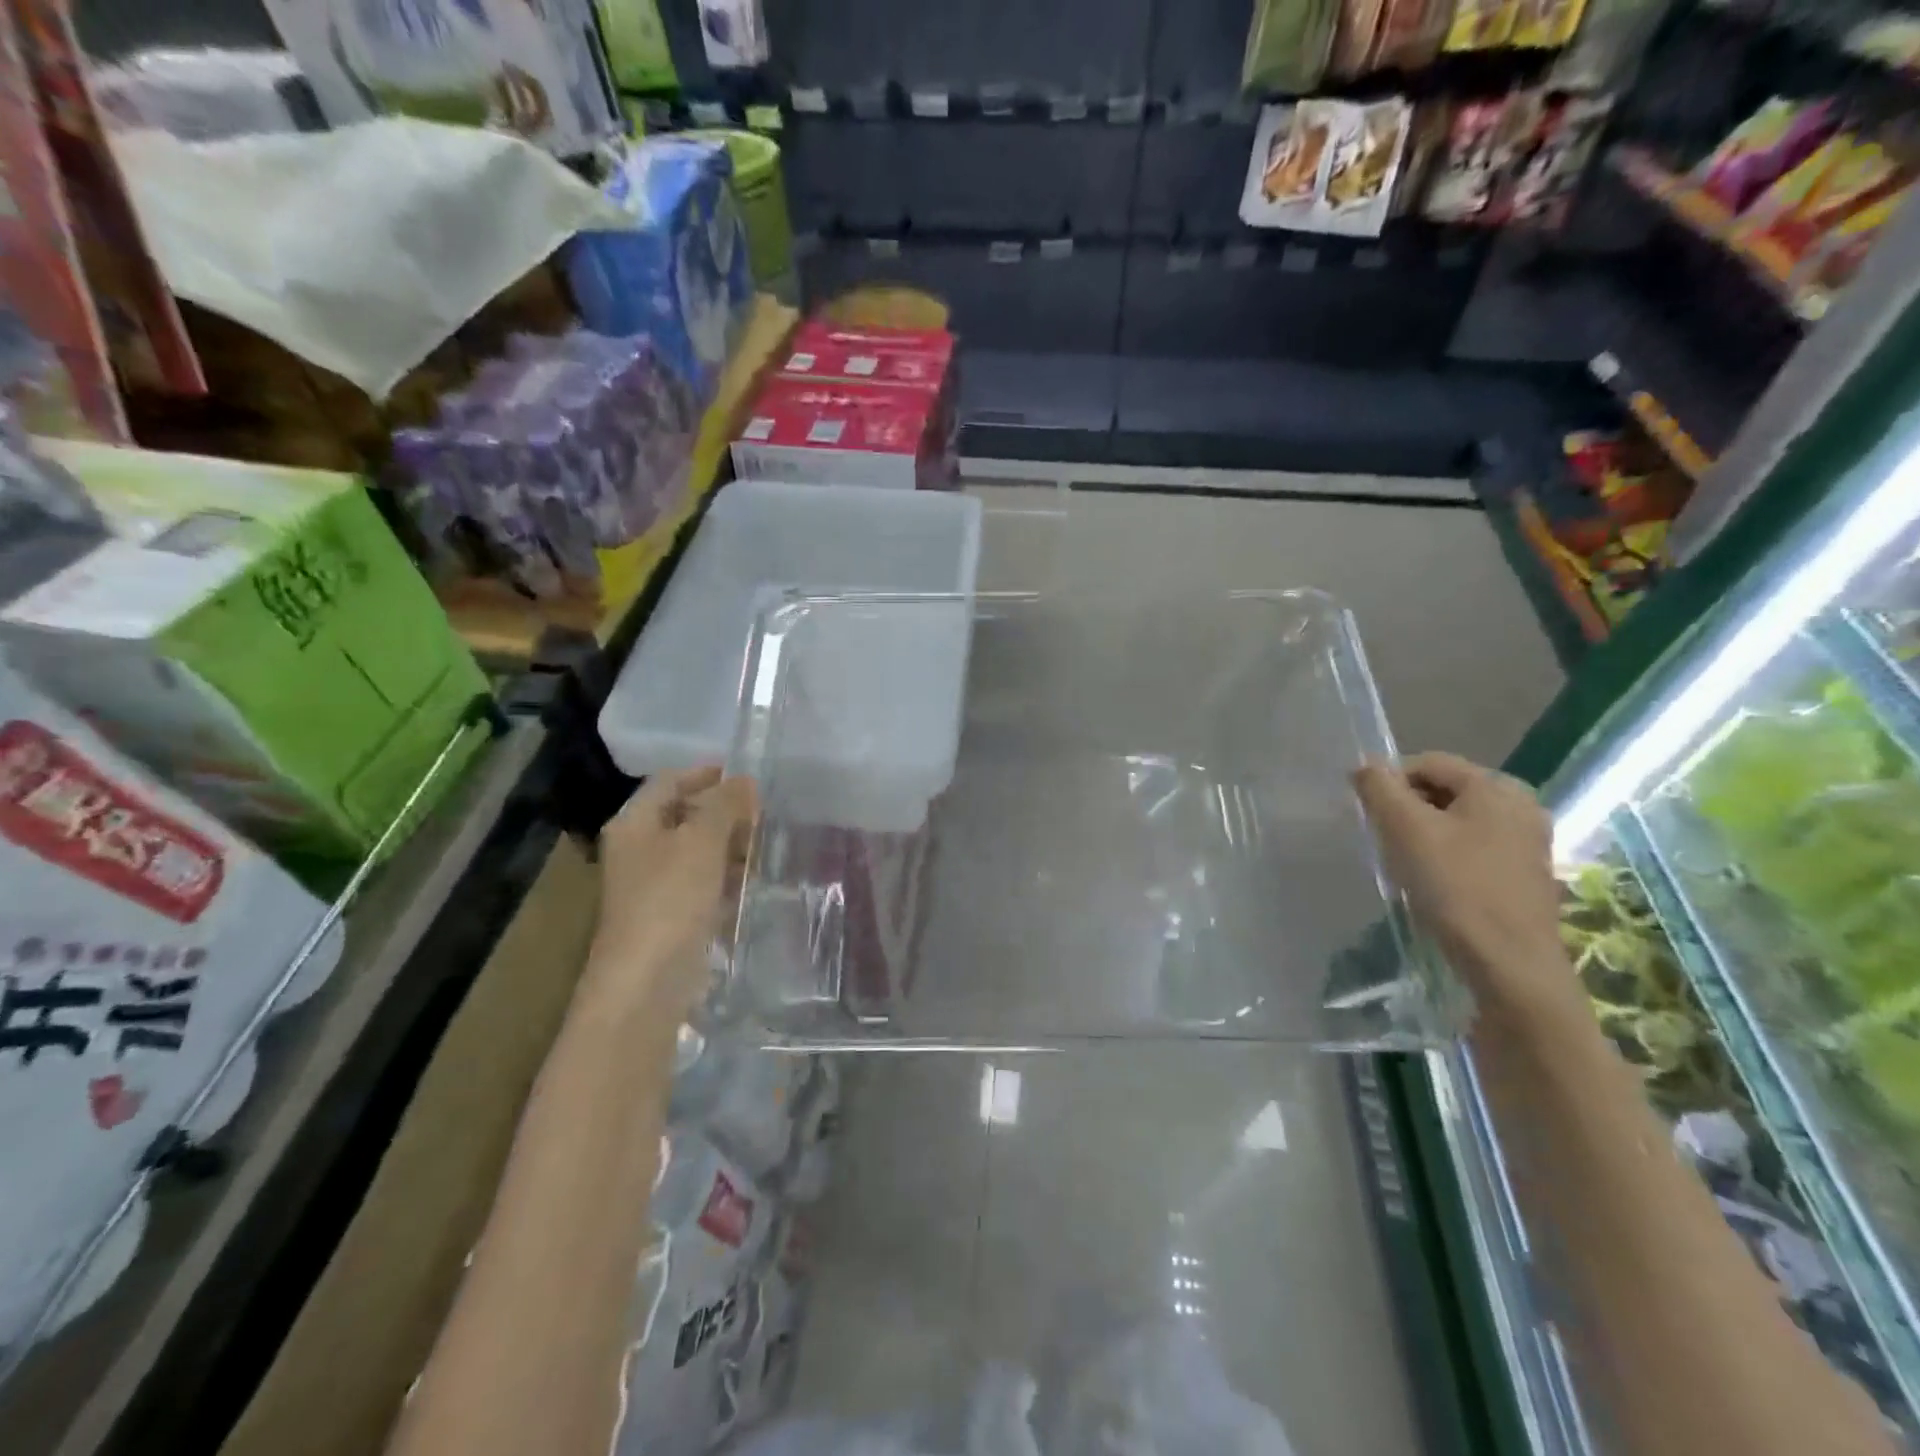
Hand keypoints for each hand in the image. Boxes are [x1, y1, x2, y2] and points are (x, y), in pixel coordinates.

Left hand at [582, 766, 756, 1027]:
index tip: (750, 778)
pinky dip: (727, 877)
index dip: (709, 773)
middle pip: (685, 815)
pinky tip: (754, 881)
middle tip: (766, 815)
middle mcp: (639, 849)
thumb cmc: (670, 899)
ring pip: (697, 851)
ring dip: (730, 845)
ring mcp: (654, 885)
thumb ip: (725, 804)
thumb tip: (744, 780)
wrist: (647, 983)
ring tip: (766, 846)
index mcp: (635, 823)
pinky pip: (703, 883)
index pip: (671, 780)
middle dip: (725, 812)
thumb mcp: (701, 840)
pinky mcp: (672, 916)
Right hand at [1353, 752, 1581, 1034]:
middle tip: (1383, 838)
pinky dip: (1446, 855)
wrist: (1509, 965)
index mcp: (1498, 786)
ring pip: (1458, 820)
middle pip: (1445, 790)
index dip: (1389, 781)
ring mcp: (1528, 842)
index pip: (1428, 763)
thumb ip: (1379, 788)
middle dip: (1407, 808)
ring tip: (1403, 862)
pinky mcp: (1526, 874)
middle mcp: (1521, 805)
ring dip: (1424, 833)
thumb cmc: (1455, 887)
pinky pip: (1474, 847)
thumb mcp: (1405, 829)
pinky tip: (1432, 882)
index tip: (1367, 814)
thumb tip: (1365, 765)